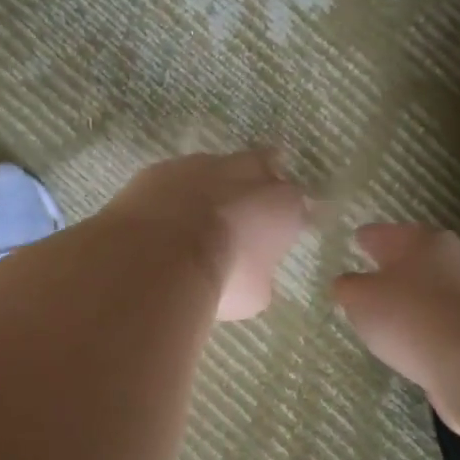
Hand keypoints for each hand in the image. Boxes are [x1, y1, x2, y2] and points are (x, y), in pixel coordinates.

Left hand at [105, 150, 307, 320]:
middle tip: (245, 211)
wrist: (162, 255)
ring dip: (211, 188)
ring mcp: (202, 165)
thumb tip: (251, 273)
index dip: (288, 219)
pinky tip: (163, 217)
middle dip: (257, 184)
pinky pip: (174, 178)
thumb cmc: (222, 278)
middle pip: (262, 166)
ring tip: (198, 217)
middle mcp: (248, 173)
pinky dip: (174, 195)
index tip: (279, 235)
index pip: (298, 205)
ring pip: (215, 169)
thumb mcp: (254, 294)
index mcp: (284, 204)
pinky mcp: (161, 169)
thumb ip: (259, 273)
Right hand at [332, 224, 459, 426]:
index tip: (354, 243)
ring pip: (432, 283)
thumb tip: (347, 282)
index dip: (364, 239)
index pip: (381, 233)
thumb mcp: (359, 299)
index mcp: (418, 239)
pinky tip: (417, 334)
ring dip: (414, 293)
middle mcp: (450, 254)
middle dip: (392, 264)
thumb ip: (347, 286)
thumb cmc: (407, 317)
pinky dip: (431, 318)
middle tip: (371, 277)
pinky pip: (446, 312)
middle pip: (412, 255)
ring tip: (392, 310)